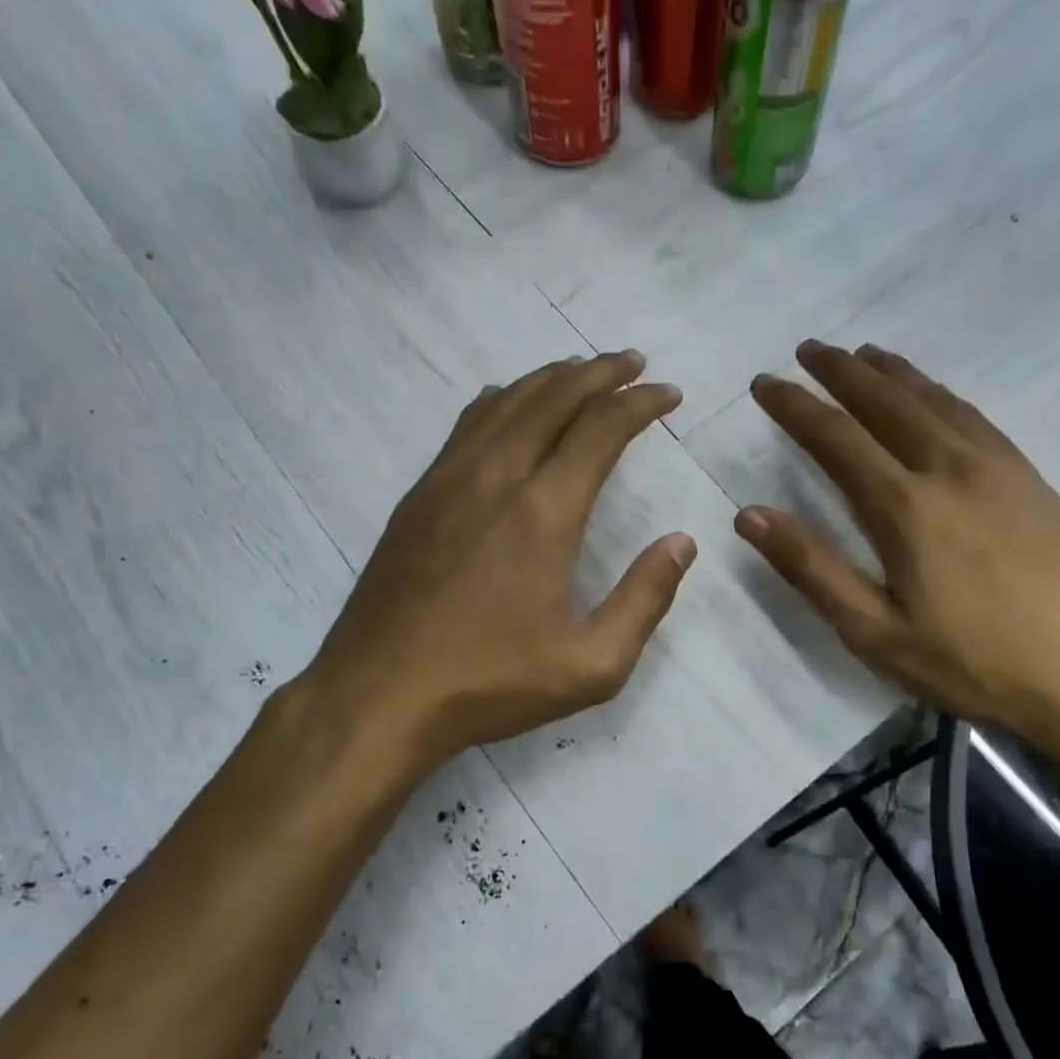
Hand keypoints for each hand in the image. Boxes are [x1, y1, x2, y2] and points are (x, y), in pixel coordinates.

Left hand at [298, 351, 694, 771]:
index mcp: (543, 512)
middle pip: (552, 398)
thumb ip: (644, 600)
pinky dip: (501, 401)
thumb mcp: (591, 665)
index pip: (600, 430)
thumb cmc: (490, 683)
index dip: (639, 404)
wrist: (379, 695)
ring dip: (549, 379)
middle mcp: (495, 477)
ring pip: (505, 403)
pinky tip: (507, 404)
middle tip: (632, 363)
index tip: (667, 393)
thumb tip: (680, 543)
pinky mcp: (417, 497)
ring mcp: (448, 481)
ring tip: (580, 371)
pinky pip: (466, 425)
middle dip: (599, 373)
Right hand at [738, 341, 1059, 749]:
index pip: (836, 438)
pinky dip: (942, 394)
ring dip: (893, 374)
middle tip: (808, 349)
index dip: (796, 407)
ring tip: (864, 355)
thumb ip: (811, 568)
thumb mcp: (875, 632)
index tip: (765, 384)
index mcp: (906, 507)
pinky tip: (935, 397)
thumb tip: (749, 514)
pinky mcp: (1032, 481)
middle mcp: (951, 470)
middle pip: (888, 403)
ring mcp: (1000, 470)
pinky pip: (975, 418)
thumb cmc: (974, 664)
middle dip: (841, 372)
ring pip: (936, 401)